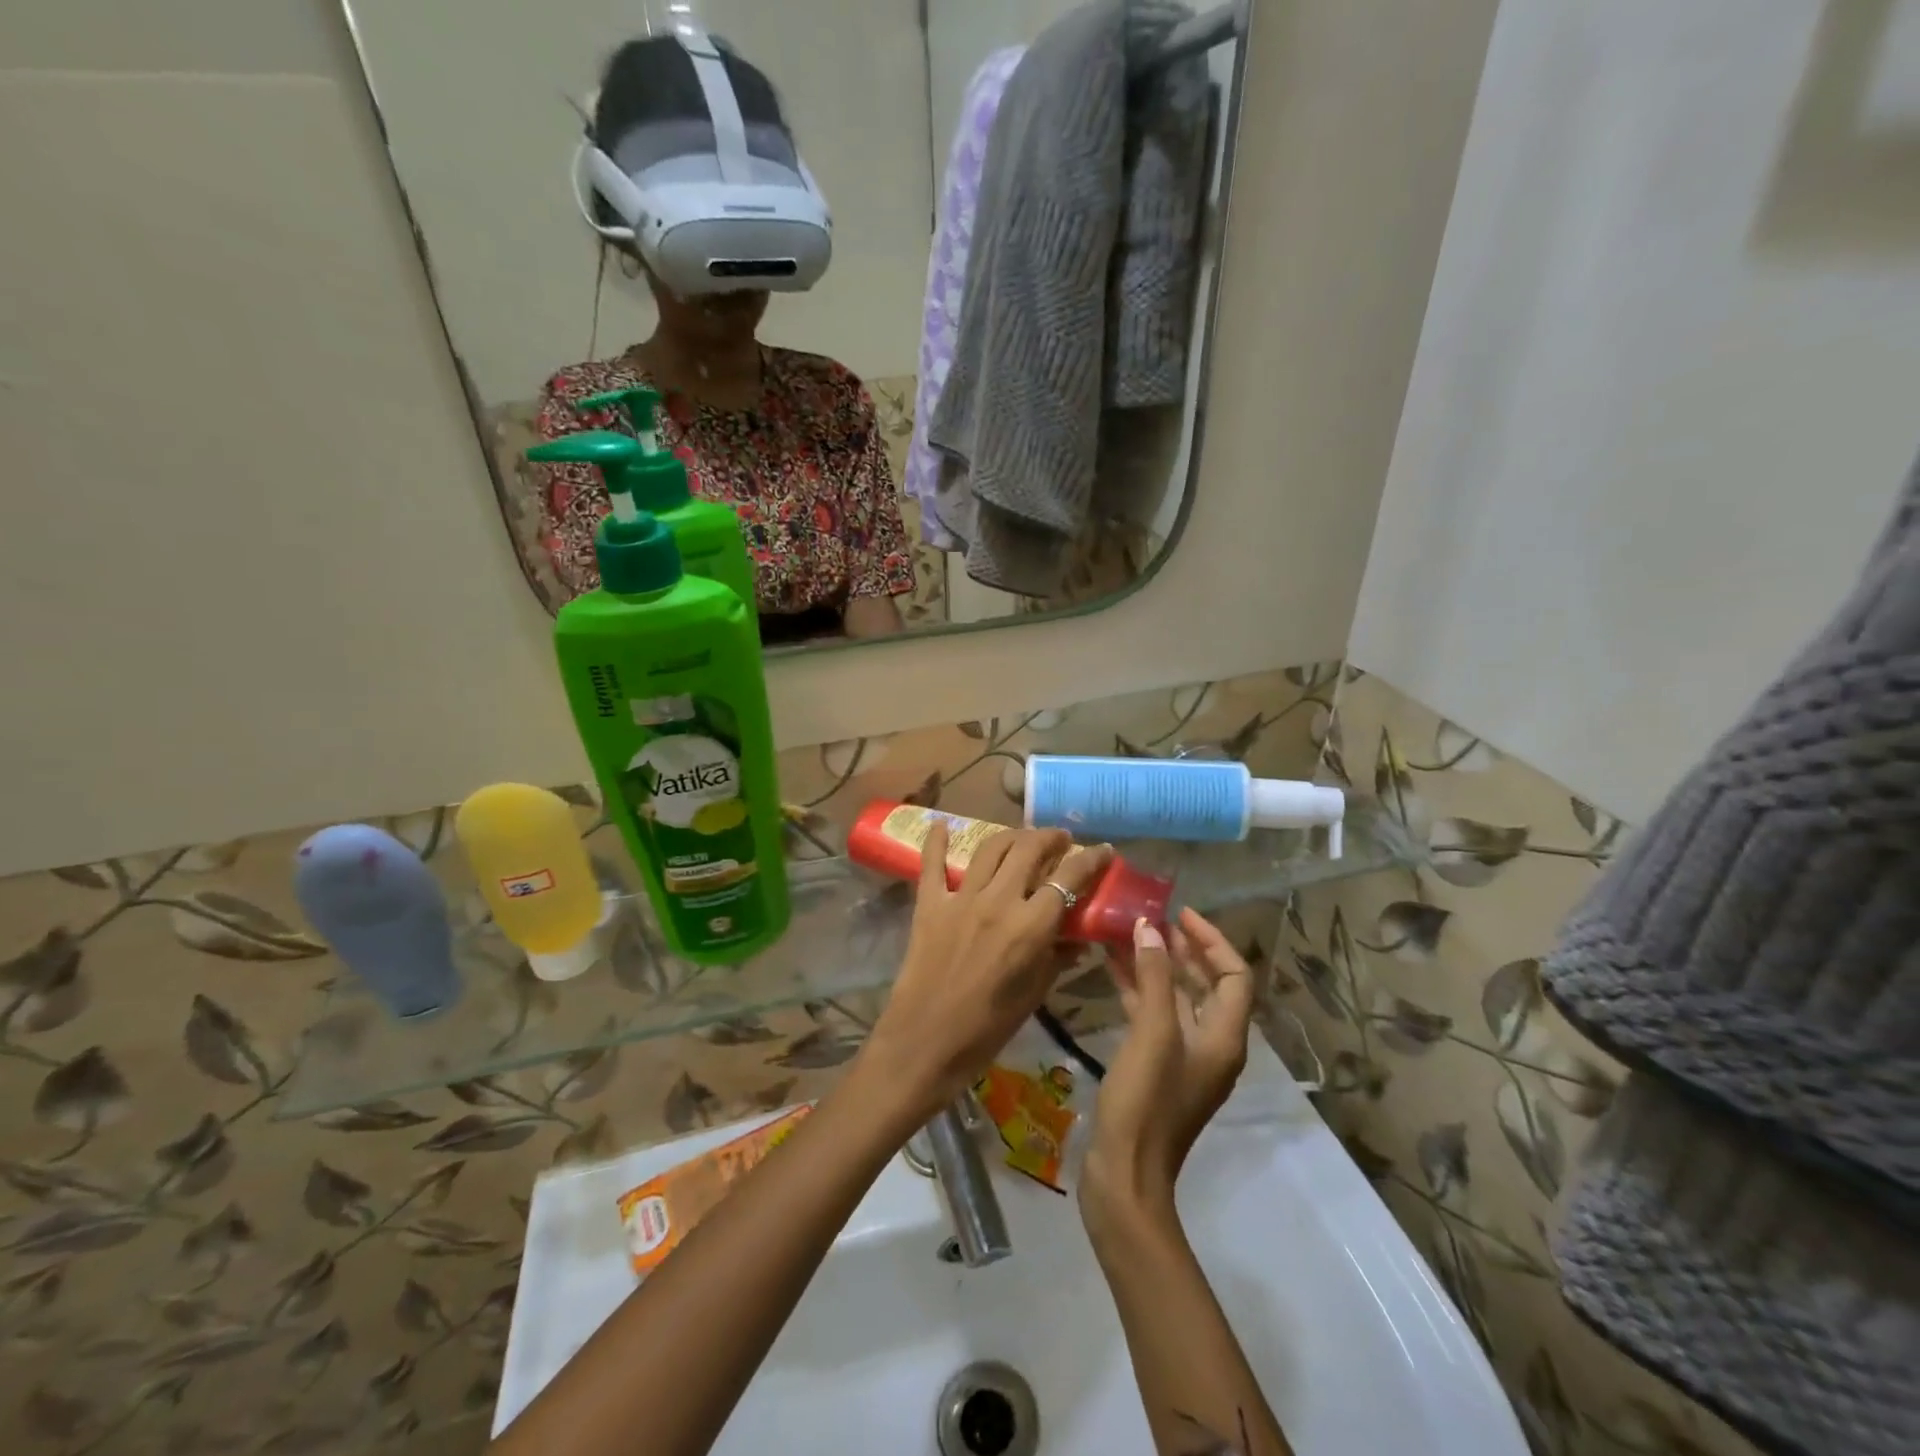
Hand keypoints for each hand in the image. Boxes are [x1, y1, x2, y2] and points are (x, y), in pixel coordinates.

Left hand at [860, 824, 1112, 1123]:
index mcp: (1030, 927)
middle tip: (1060, 840)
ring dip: (1011, 836)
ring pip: (990, 848)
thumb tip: (1079, 936)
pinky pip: (932, 864)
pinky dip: (936, 841)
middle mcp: (998, 901)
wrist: (924, 1044)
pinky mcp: (929, 904)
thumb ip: (1058, 957)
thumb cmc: (987, 1029)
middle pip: (1029, 849)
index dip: (1091, 859)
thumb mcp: (1034, 995)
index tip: (1103, 850)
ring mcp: (960, 899)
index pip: (1069, 878)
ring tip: (1022, 837)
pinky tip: (941, 824)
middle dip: (1050, 837)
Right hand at [1083, 909, 1254, 1221]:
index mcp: (1224, 1037)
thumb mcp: (1152, 1033)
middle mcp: (1211, 1043)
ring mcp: (1182, 1056)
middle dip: (1181, 948)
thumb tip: (1150, 928)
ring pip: (1176, 997)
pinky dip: (1137, 989)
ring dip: (1155, 965)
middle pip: (1206, 984)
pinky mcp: (1156, 1066)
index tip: (1179, 913)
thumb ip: (1155, 977)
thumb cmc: (1146, 1101)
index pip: (1234, 975)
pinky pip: (1153, 1015)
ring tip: (1125, 934)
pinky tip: (1110, 969)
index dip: (1211, 940)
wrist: (1125, 1175)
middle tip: (1149, 919)